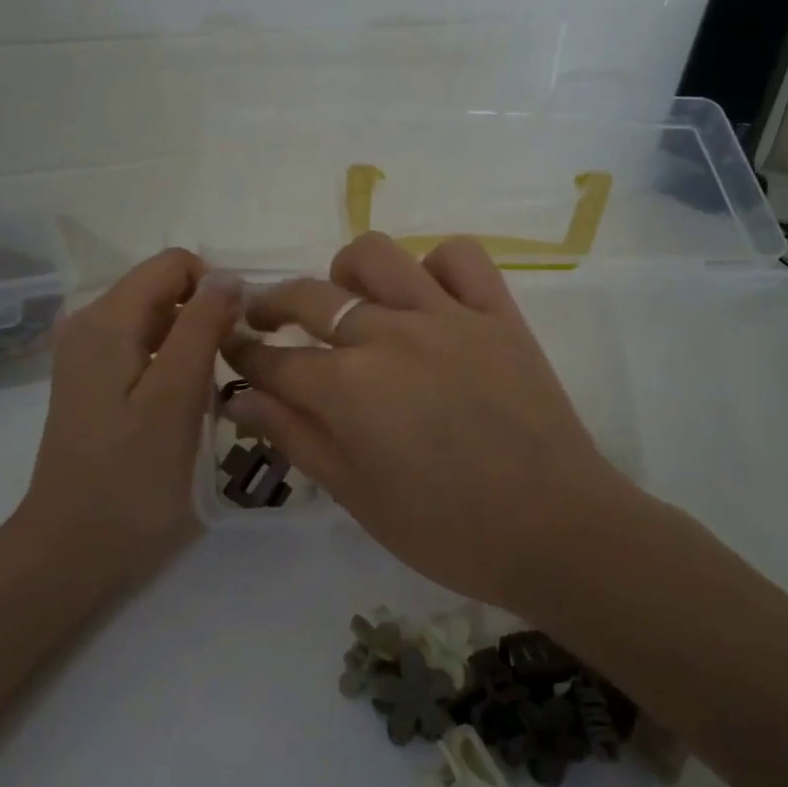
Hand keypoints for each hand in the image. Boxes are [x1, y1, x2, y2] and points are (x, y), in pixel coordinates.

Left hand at [18, 249, 240, 571]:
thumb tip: (228, 276)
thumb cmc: (131, 477)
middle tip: (230, 369)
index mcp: (106, 320)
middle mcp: (90, 324)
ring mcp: (88, 355)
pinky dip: (173, 363)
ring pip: (157, 321)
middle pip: (163, 290)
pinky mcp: (93, 382)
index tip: (240, 334)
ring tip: (212, 390)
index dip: (215, 288)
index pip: (172, 265)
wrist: (73, 549)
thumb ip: (202, 328)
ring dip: (193, 342)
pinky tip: (186, 403)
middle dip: (205, 316)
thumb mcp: (175, 398)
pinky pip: (144, 349)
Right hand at [221, 233, 637, 610]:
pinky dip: (433, 266)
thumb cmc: (446, 530)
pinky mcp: (496, 313)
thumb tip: (243, 396)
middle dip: (271, 305)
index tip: (232, 350)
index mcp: (347, 389)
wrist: (555, 531)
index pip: (273, 360)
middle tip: (266, 322)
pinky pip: (459, 256)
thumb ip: (296, 436)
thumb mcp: (356, 495)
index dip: (243, 354)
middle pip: (309, 296)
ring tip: (349, 302)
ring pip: (375, 255)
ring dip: (345, 273)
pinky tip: (426, 297)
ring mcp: (446, 316)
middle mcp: (388, 335)